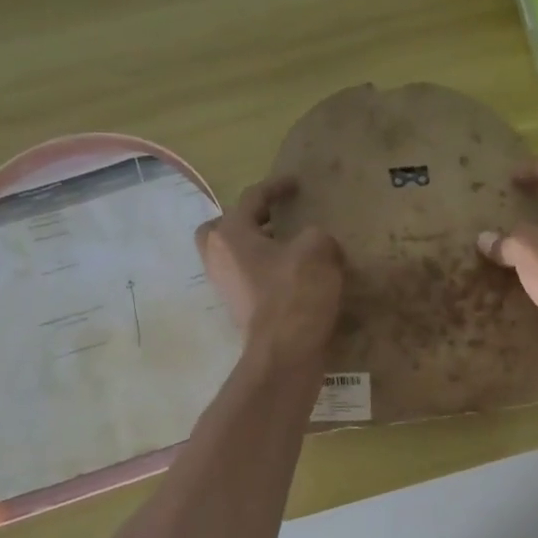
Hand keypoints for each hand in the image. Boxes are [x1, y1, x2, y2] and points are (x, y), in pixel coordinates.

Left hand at [196, 176, 343, 361]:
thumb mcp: (318, 249)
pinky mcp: (239, 310)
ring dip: (258, 249)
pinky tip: (293, 277)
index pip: (252, 198)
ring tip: (289, 249)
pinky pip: (248, 280)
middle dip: (246, 221)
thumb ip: (317, 236)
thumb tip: (316, 245)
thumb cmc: (296, 293)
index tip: (296, 185)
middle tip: (273, 220)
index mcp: (230, 234)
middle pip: (223, 228)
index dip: (276, 187)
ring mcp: (226, 287)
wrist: (286, 352)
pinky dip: (266, 273)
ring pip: (234, 256)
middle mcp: (218, 257)